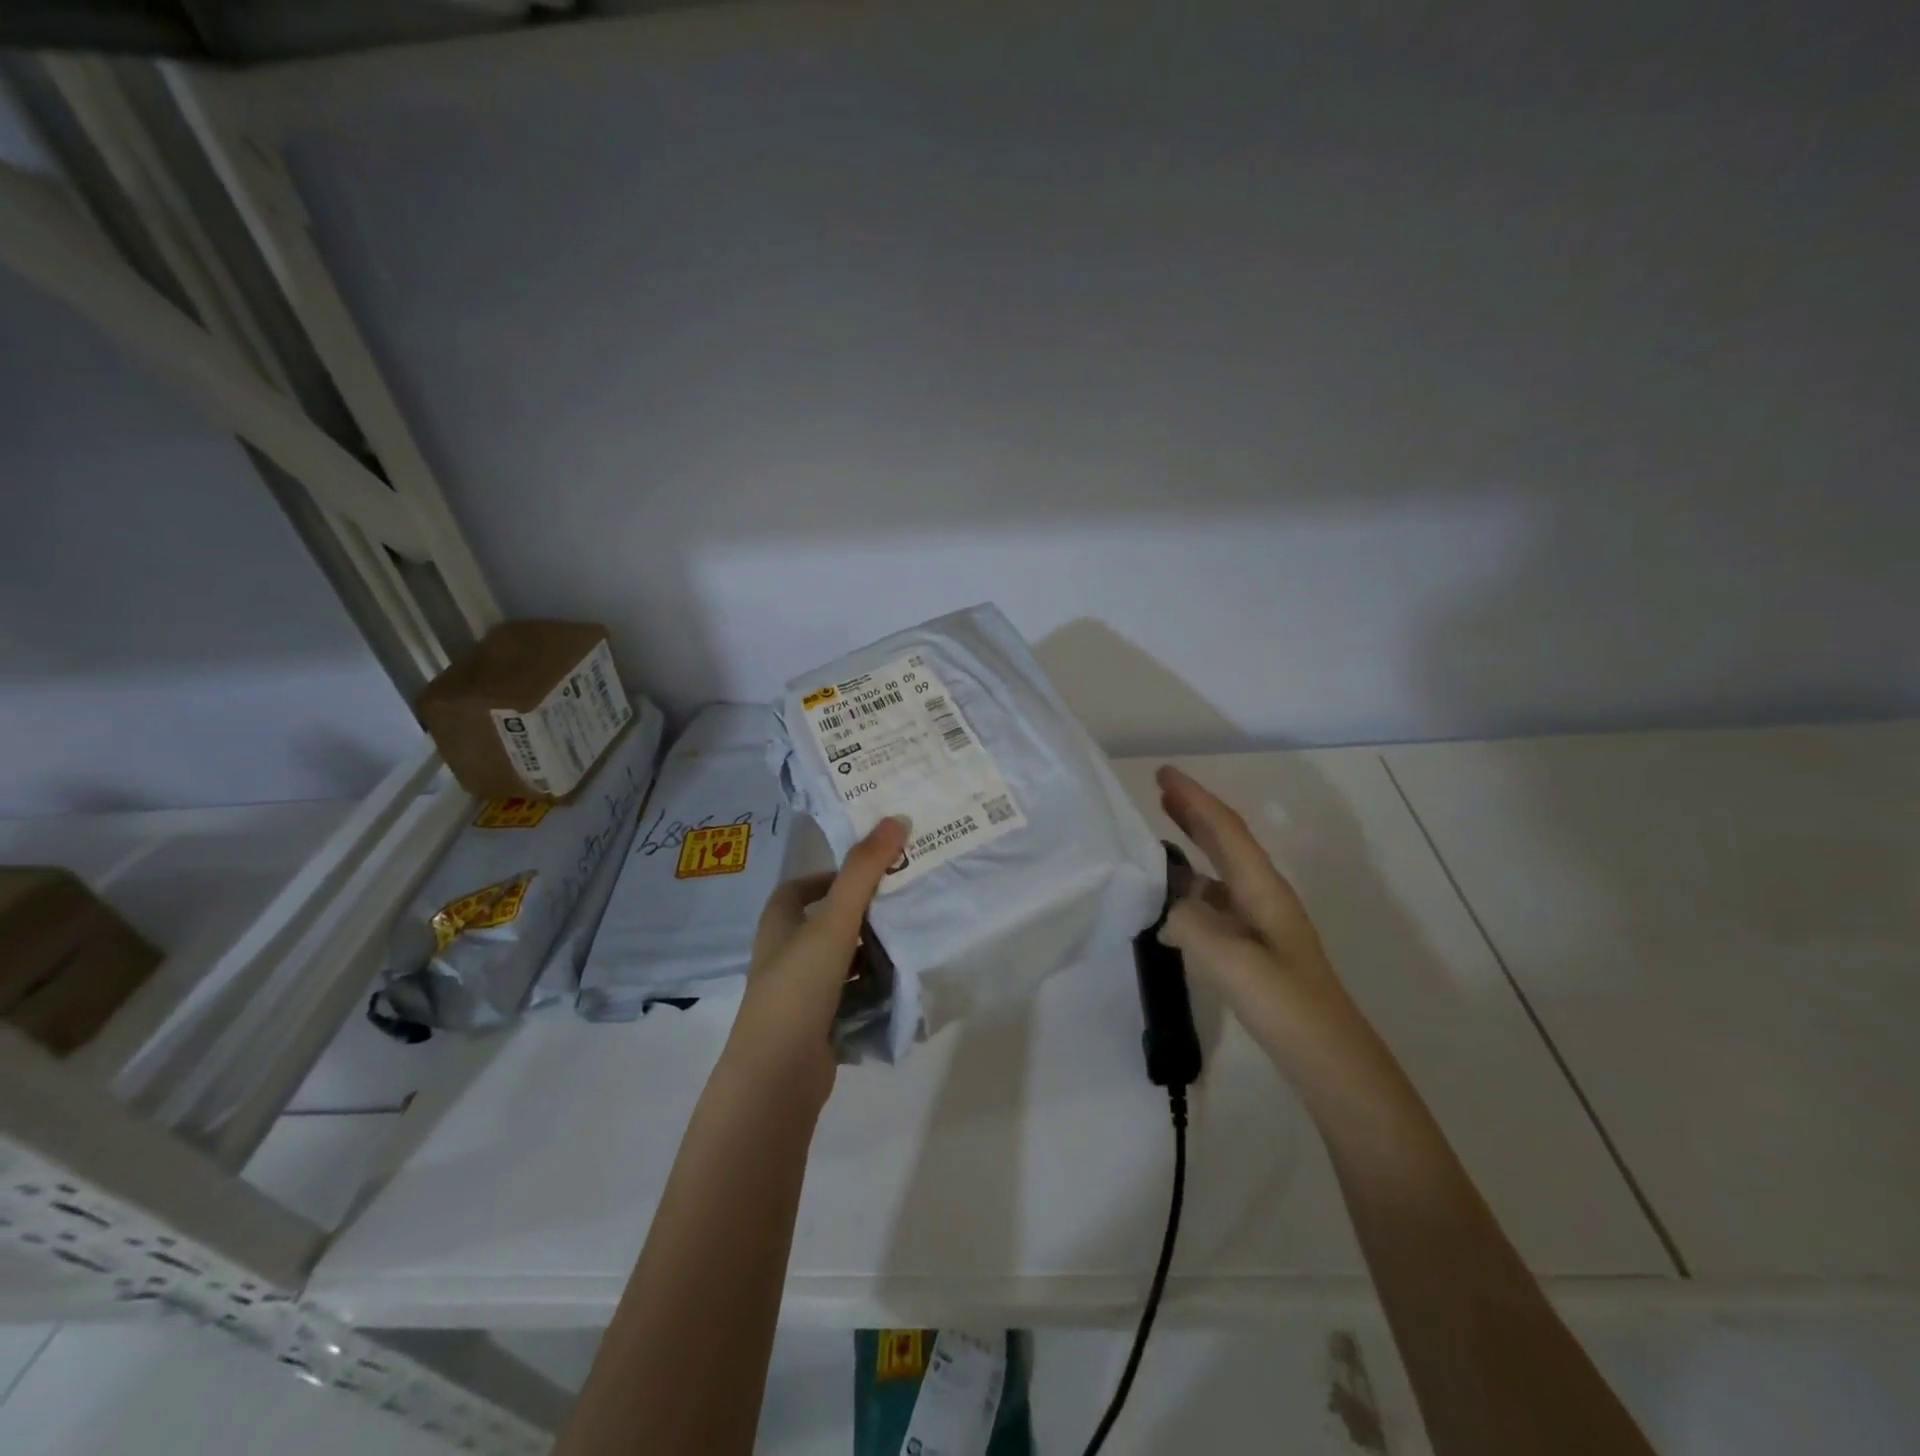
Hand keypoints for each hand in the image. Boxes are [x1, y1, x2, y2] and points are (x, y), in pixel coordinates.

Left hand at [724, 815, 909, 1107]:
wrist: (778, 1075)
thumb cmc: (799, 986)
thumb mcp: (835, 922)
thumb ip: (864, 871)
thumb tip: (896, 818)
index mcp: (779, 925)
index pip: (800, 888)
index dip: (831, 876)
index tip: (871, 873)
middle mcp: (785, 955)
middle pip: (826, 923)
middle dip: (863, 913)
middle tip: (905, 901)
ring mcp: (800, 993)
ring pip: (842, 961)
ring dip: (871, 952)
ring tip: (912, 939)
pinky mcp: (817, 1024)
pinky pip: (851, 995)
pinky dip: (872, 988)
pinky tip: (902, 984)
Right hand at [1154, 765, 1365, 1066]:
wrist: (1330, 1061)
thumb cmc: (1286, 1006)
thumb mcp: (1232, 962)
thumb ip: (1191, 924)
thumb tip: (1168, 910)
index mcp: (1262, 889)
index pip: (1224, 829)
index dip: (1194, 799)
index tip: (1163, 773)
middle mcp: (1263, 897)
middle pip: (1226, 842)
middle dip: (1194, 813)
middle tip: (1160, 792)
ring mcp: (1260, 924)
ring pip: (1219, 872)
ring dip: (1192, 848)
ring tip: (1158, 837)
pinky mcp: (1253, 950)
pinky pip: (1214, 904)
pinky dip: (1189, 891)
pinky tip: (1169, 908)